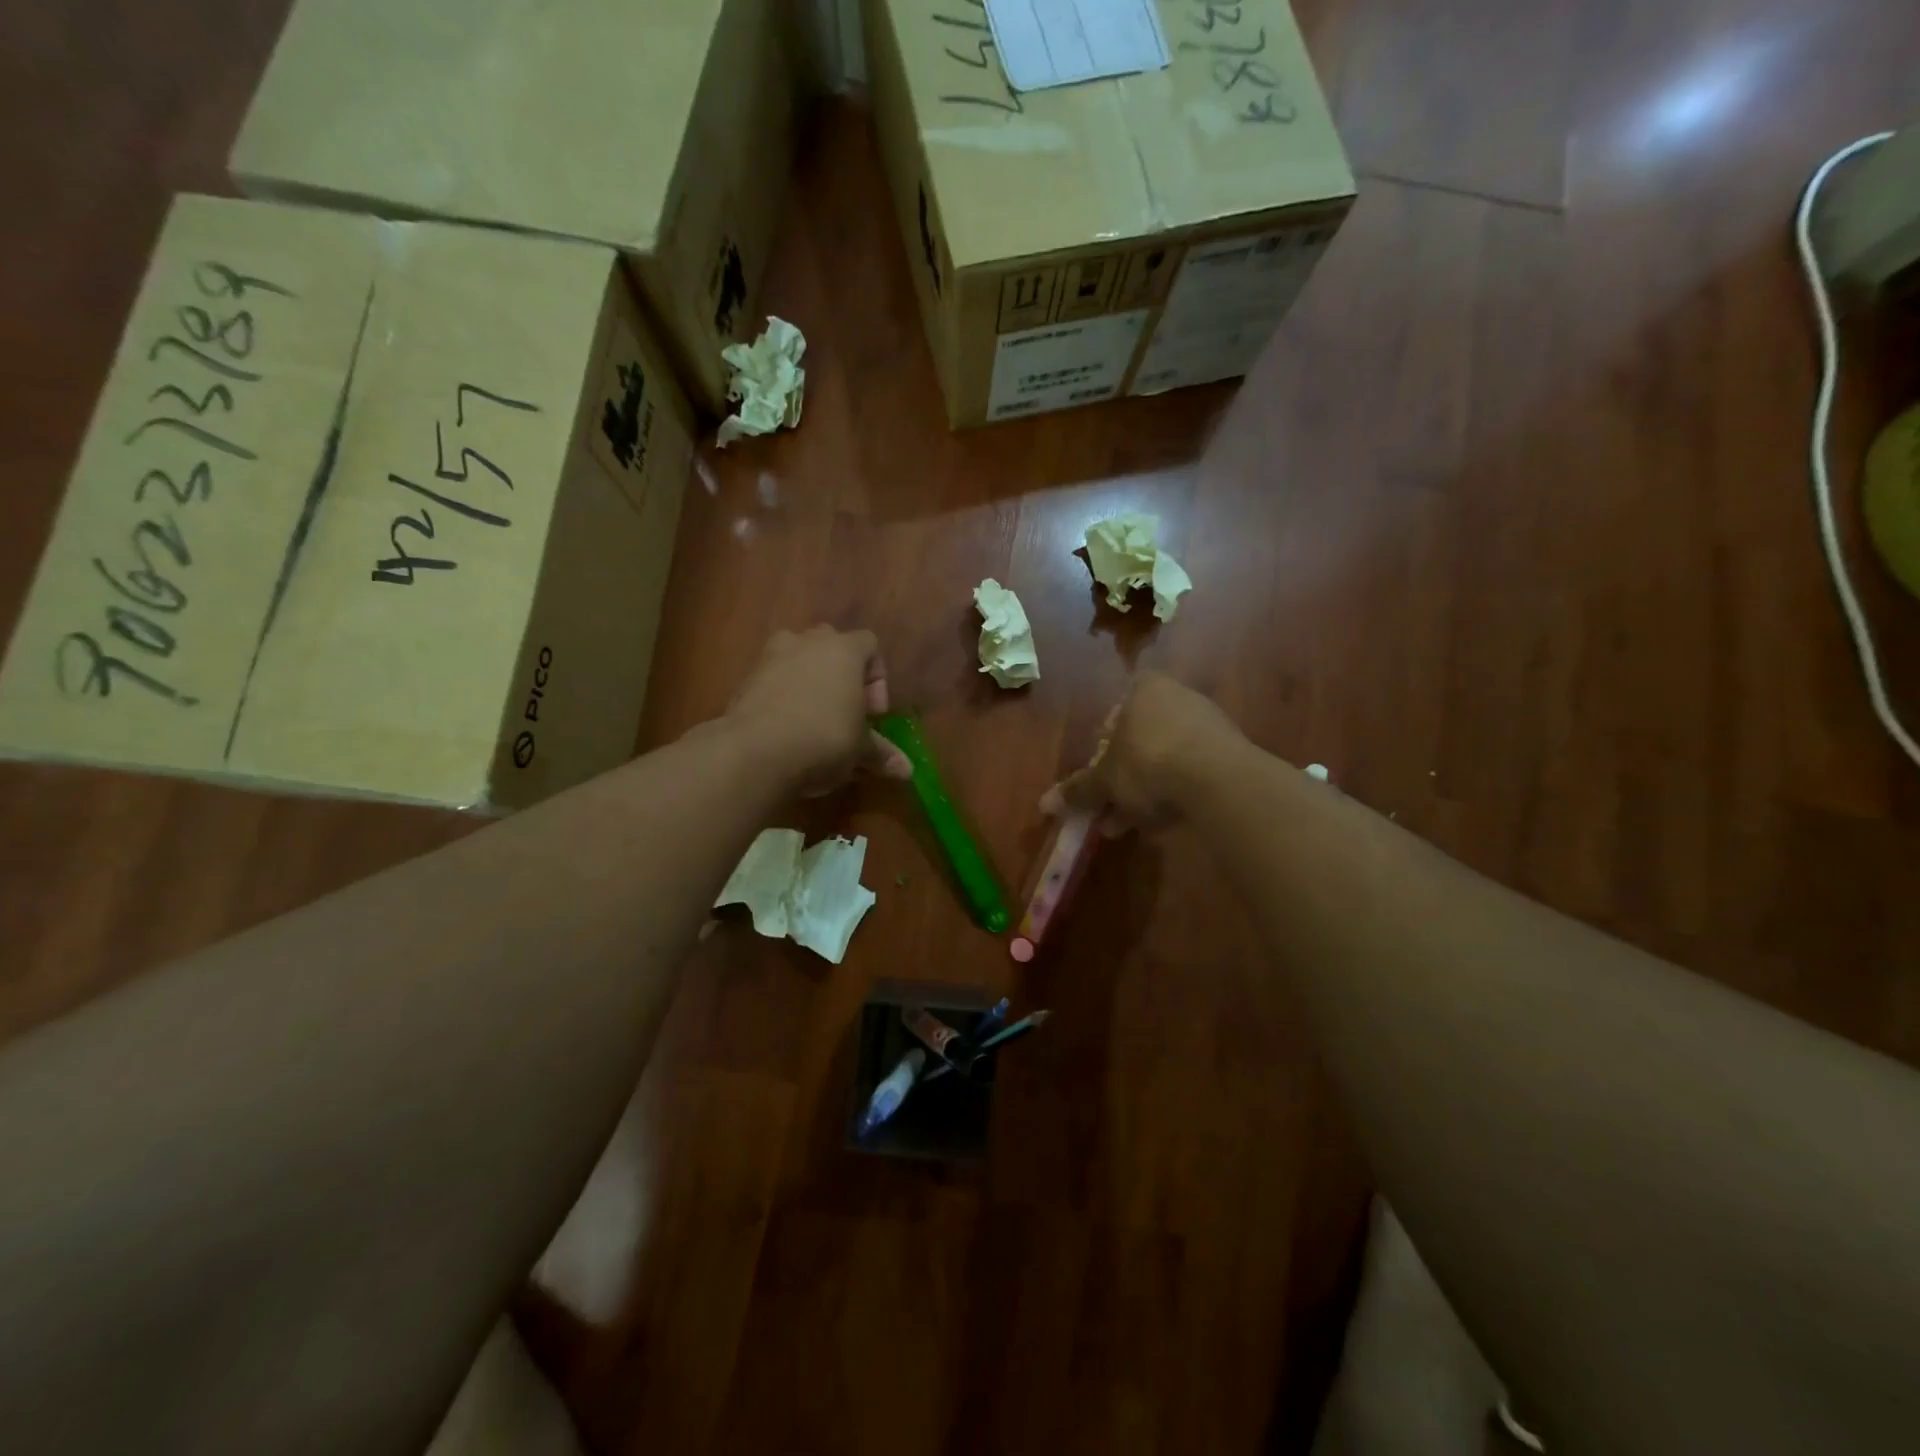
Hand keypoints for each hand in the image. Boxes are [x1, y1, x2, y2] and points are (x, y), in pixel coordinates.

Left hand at [725, 627, 913, 791]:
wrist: (755, 751)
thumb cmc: (823, 739)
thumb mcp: (859, 749)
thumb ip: (882, 753)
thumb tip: (907, 770)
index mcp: (844, 650)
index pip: (870, 645)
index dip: (877, 678)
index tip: (873, 713)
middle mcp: (808, 642)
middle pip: (832, 646)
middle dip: (842, 676)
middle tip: (845, 713)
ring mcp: (772, 656)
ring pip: (798, 659)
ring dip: (809, 682)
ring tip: (812, 720)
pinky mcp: (745, 679)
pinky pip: (773, 679)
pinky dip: (782, 696)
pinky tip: (785, 730)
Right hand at [1041, 671, 1245, 832]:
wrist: (1218, 780)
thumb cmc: (1148, 763)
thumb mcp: (1105, 780)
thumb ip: (1078, 790)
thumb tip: (1044, 804)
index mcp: (1143, 689)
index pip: (1114, 713)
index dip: (1102, 749)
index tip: (1099, 777)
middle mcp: (1177, 696)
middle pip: (1140, 739)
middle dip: (1123, 776)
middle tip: (1110, 807)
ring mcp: (1208, 722)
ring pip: (1165, 758)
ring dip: (1146, 790)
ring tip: (1130, 824)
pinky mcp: (1231, 751)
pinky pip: (1192, 770)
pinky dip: (1175, 791)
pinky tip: (1162, 821)